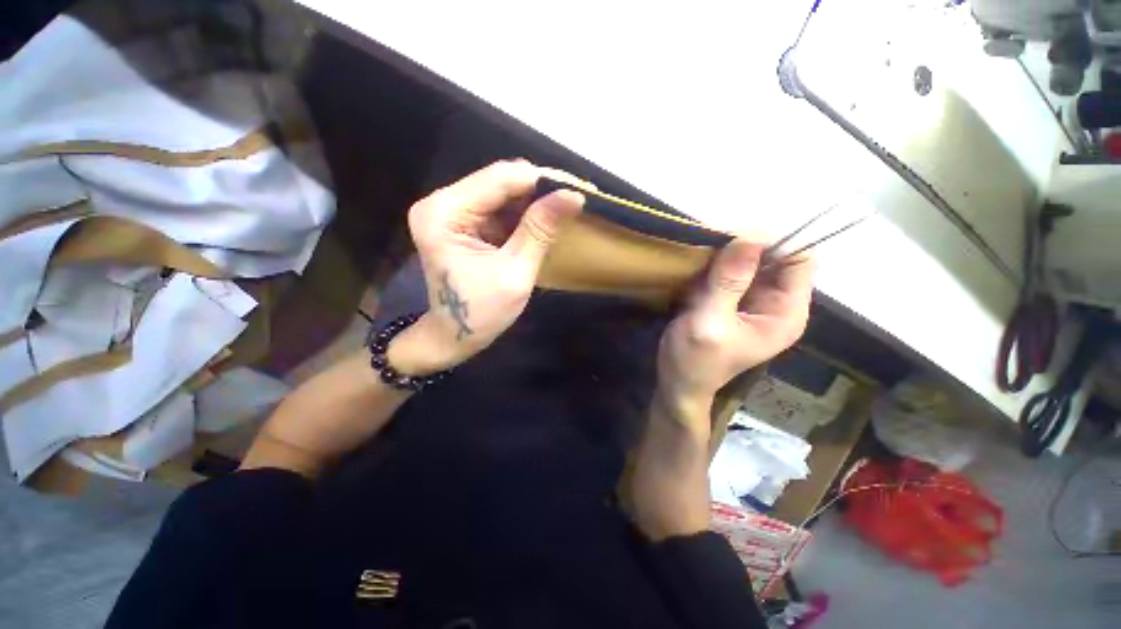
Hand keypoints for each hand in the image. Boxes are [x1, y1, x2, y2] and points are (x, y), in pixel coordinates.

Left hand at [390, 160, 585, 373]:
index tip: (575, 188)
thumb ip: (540, 230)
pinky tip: (542, 221)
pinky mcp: (460, 221)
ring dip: (532, 201)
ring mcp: (449, 211)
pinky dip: (522, 214)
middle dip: (538, 190)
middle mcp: (441, 202)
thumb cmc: (481, 313)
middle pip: (498, 181)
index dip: (540, 179)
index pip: (499, 179)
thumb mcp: (515, 273)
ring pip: (501, 192)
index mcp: (445, 214)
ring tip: (562, 209)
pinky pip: (497, 207)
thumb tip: (572, 195)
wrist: (452, 336)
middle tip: (571, 200)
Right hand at [657, 239, 814, 412]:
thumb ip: (728, 283)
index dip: (775, 241)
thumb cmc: (695, 359)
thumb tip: (749, 237)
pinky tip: (698, 266)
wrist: (678, 382)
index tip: (736, 234)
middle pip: (775, 257)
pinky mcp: (732, 301)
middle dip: (746, 245)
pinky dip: (717, 264)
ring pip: (751, 261)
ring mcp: (752, 301)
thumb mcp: (710, 322)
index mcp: (785, 313)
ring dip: (728, 253)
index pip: (799, 261)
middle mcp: (776, 303)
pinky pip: (732, 271)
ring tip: (702, 253)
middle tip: (713, 240)